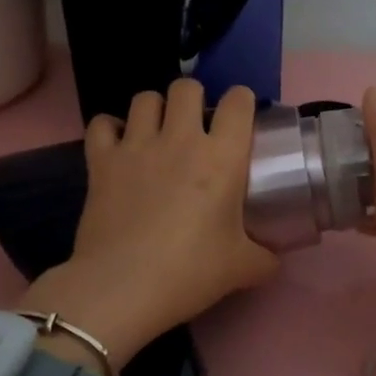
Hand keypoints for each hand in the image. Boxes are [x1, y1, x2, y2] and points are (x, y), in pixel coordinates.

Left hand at [23, 80, 278, 365]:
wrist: (123, 287)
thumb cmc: (190, 272)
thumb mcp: (242, 268)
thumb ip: (265, 258)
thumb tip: (274, 259)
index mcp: (222, 157)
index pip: (239, 102)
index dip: (242, 102)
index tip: (241, 118)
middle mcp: (180, 139)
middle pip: (187, 87)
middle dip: (194, 99)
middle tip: (196, 126)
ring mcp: (136, 146)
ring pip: (145, 98)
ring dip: (154, 109)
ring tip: (158, 131)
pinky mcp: (100, 161)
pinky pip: (102, 124)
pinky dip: (110, 129)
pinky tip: (118, 145)